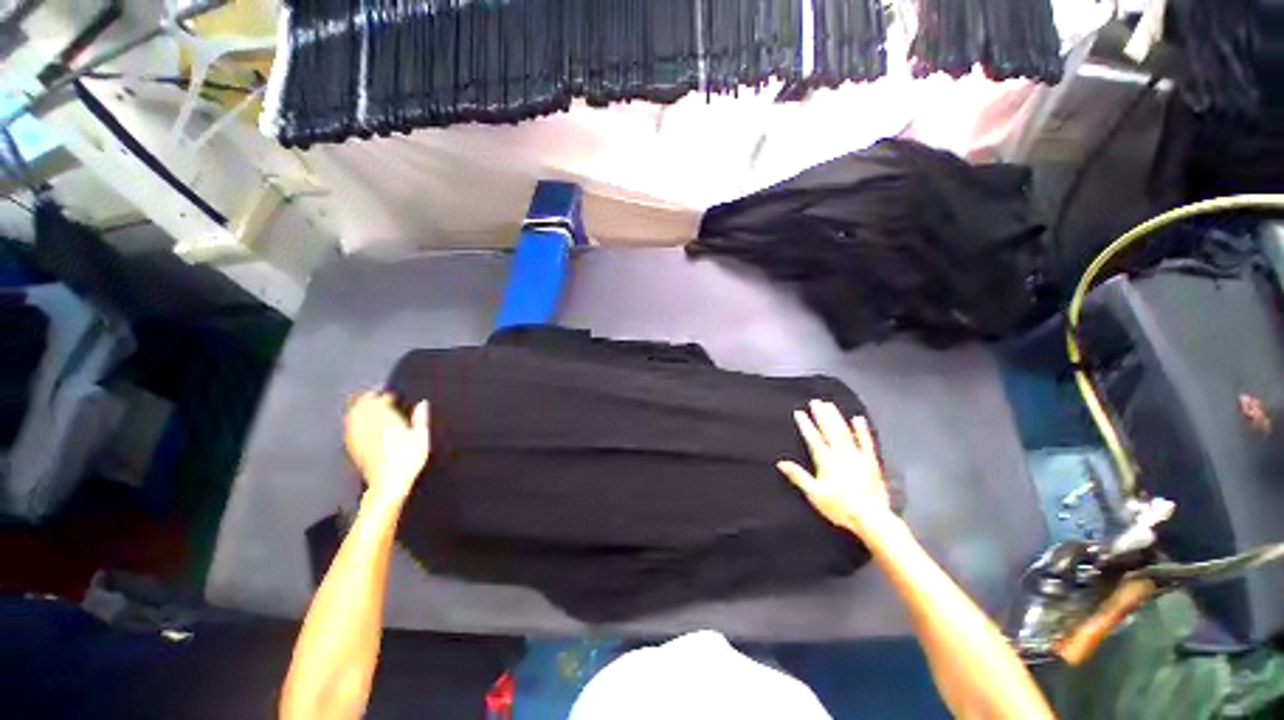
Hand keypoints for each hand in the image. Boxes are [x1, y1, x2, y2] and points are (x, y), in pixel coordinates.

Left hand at [344, 392, 429, 506]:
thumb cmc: (409, 458)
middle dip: (368, 399)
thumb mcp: (421, 437)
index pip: (381, 401)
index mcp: (386, 420)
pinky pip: (349, 428)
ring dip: (358, 408)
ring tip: (365, 405)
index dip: (385, 396)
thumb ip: (421, 418)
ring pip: (353, 416)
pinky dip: (353, 421)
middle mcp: (368, 425)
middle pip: (363, 406)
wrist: (388, 483)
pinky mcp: (353, 447)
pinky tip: (356, 423)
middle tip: (376, 395)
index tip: (392, 395)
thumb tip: (422, 403)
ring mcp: (358, 436)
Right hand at [777, 399, 894, 539]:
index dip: (805, 425)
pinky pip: (866, 442)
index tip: (799, 412)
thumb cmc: (839, 507)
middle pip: (829, 430)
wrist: (871, 518)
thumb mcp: (814, 494)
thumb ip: (798, 476)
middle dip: (821, 415)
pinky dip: (861, 430)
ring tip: (830, 405)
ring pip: (845, 432)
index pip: (813, 439)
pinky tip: (858, 419)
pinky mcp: (871, 461)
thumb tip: (780, 463)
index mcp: (826, 461)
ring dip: (837, 417)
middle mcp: (841, 454)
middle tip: (816, 401)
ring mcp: (857, 456)